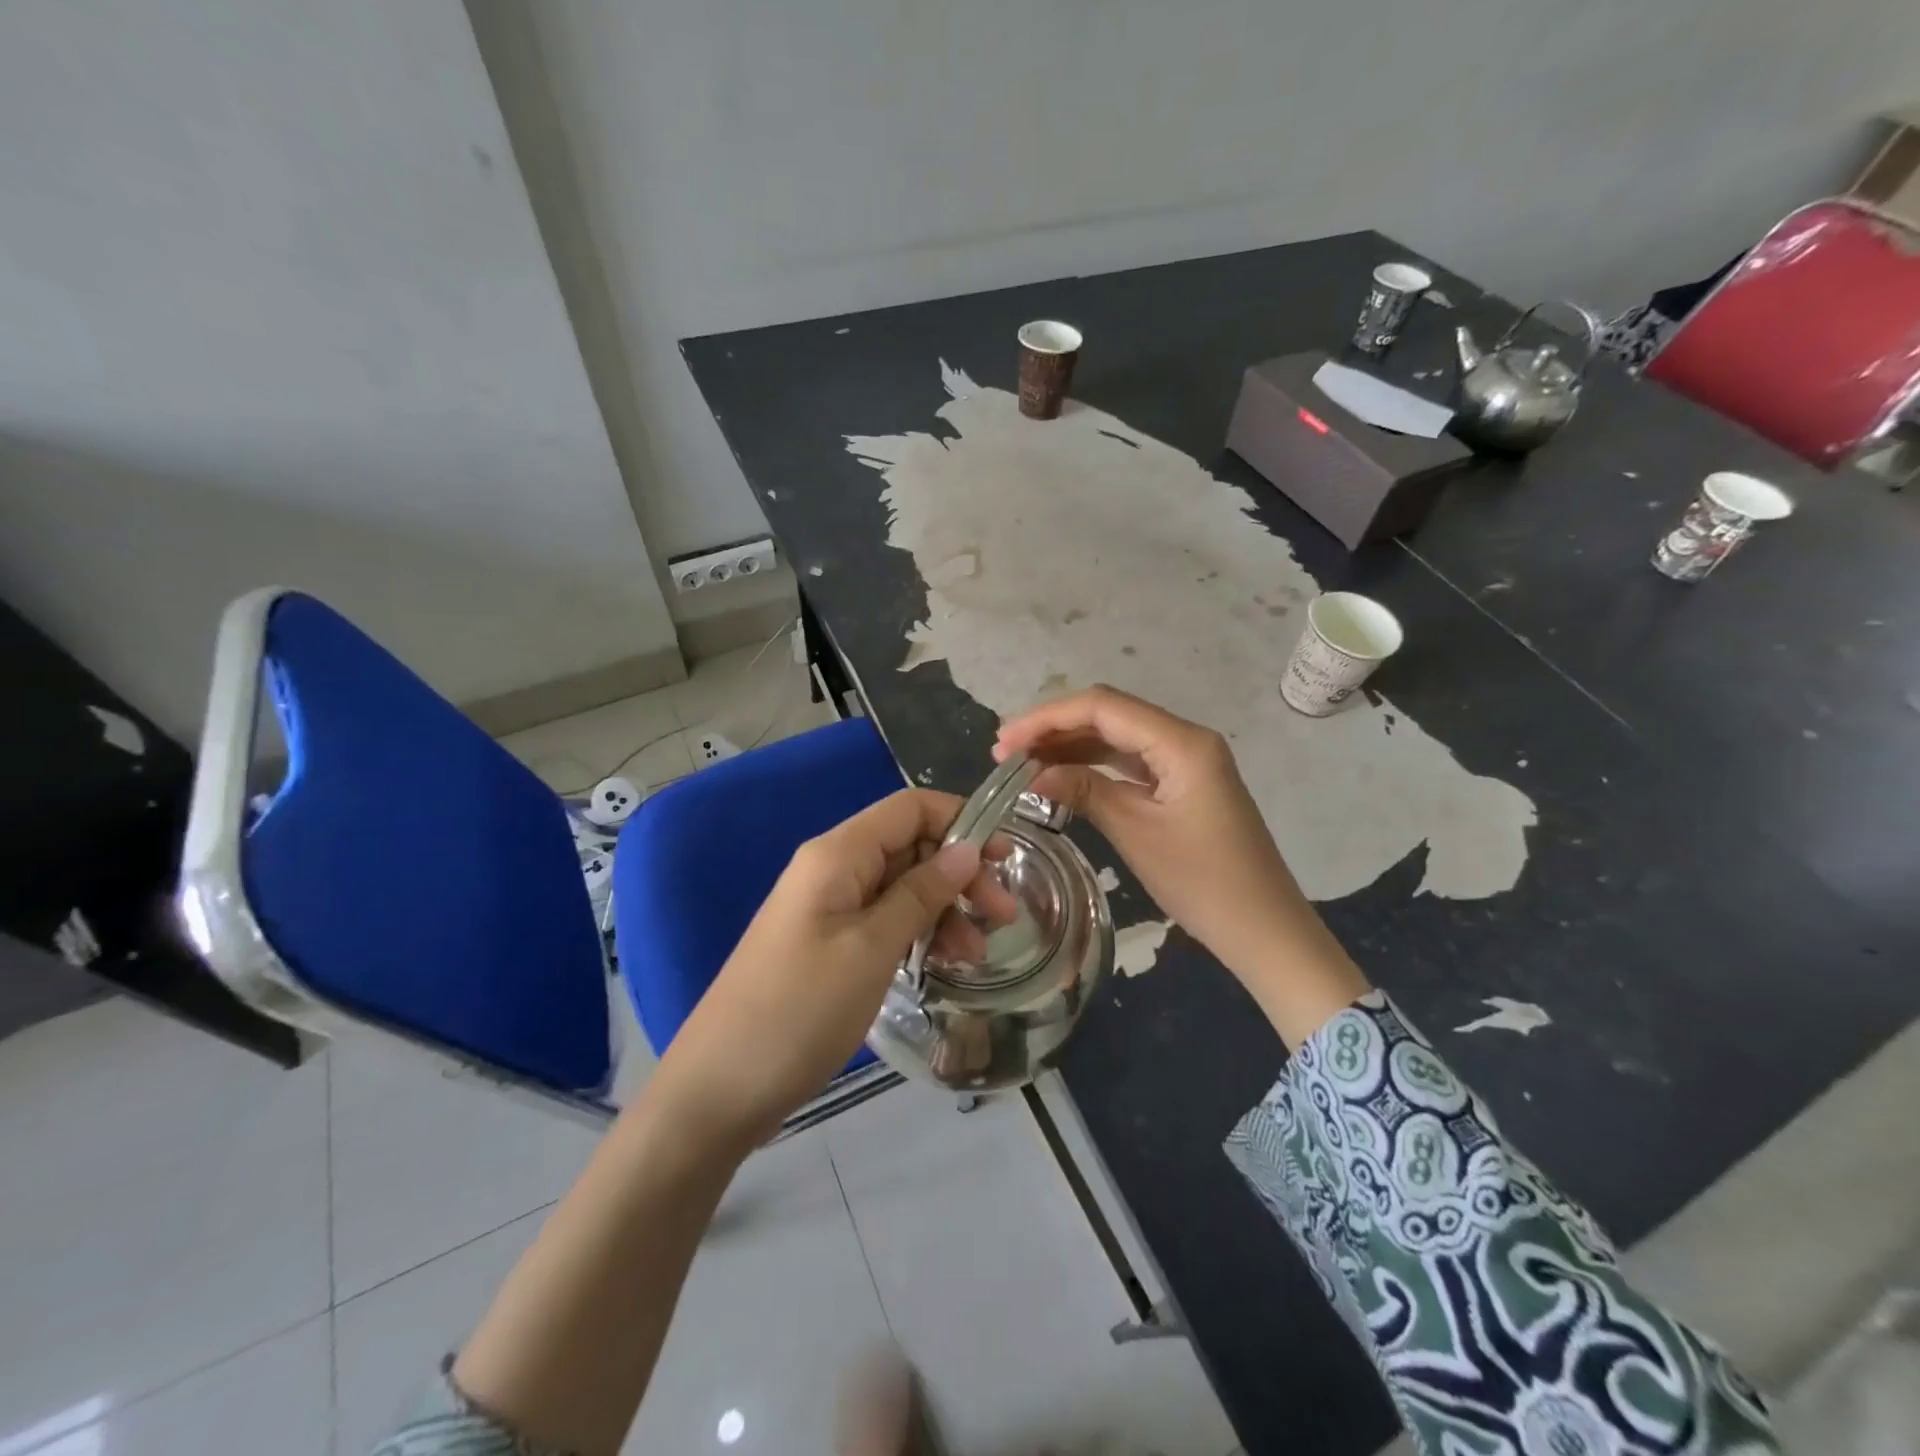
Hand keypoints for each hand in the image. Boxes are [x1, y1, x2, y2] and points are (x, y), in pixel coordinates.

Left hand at [652, 789, 1014, 1148]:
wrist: (718, 1090)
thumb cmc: (798, 1011)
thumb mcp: (871, 949)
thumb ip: (921, 893)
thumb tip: (967, 849)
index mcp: (836, 854)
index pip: (910, 808)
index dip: (961, 821)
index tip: (1007, 856)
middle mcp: (832, 869)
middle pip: (909, 847)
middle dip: (960, 873)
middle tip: (1004, 916)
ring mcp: (828, 909)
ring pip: (901, 887)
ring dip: (944, 909)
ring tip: (977, 955)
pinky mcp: (827, 944)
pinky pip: (883, 921)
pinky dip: (917, 934)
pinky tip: (943, 964)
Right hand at [995, 686, 1367, 1045]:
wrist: (1264, 929)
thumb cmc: (1204, 883)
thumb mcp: (1137, 833)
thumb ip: (1085, 791)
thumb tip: (1033, 774)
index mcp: (1181, 742)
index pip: (1102, 708)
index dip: (1047, 718)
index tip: (1003, 743)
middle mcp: (1184, 738)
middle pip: (1108, 715)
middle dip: (1054, 728)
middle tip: (1004, 754)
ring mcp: (1185, 760)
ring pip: (1116, 737)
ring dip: (1069, 746)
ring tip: (1022, 765)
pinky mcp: (1182, 783)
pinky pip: (1129, 762)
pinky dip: (1092, 766)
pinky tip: (1060, 777)